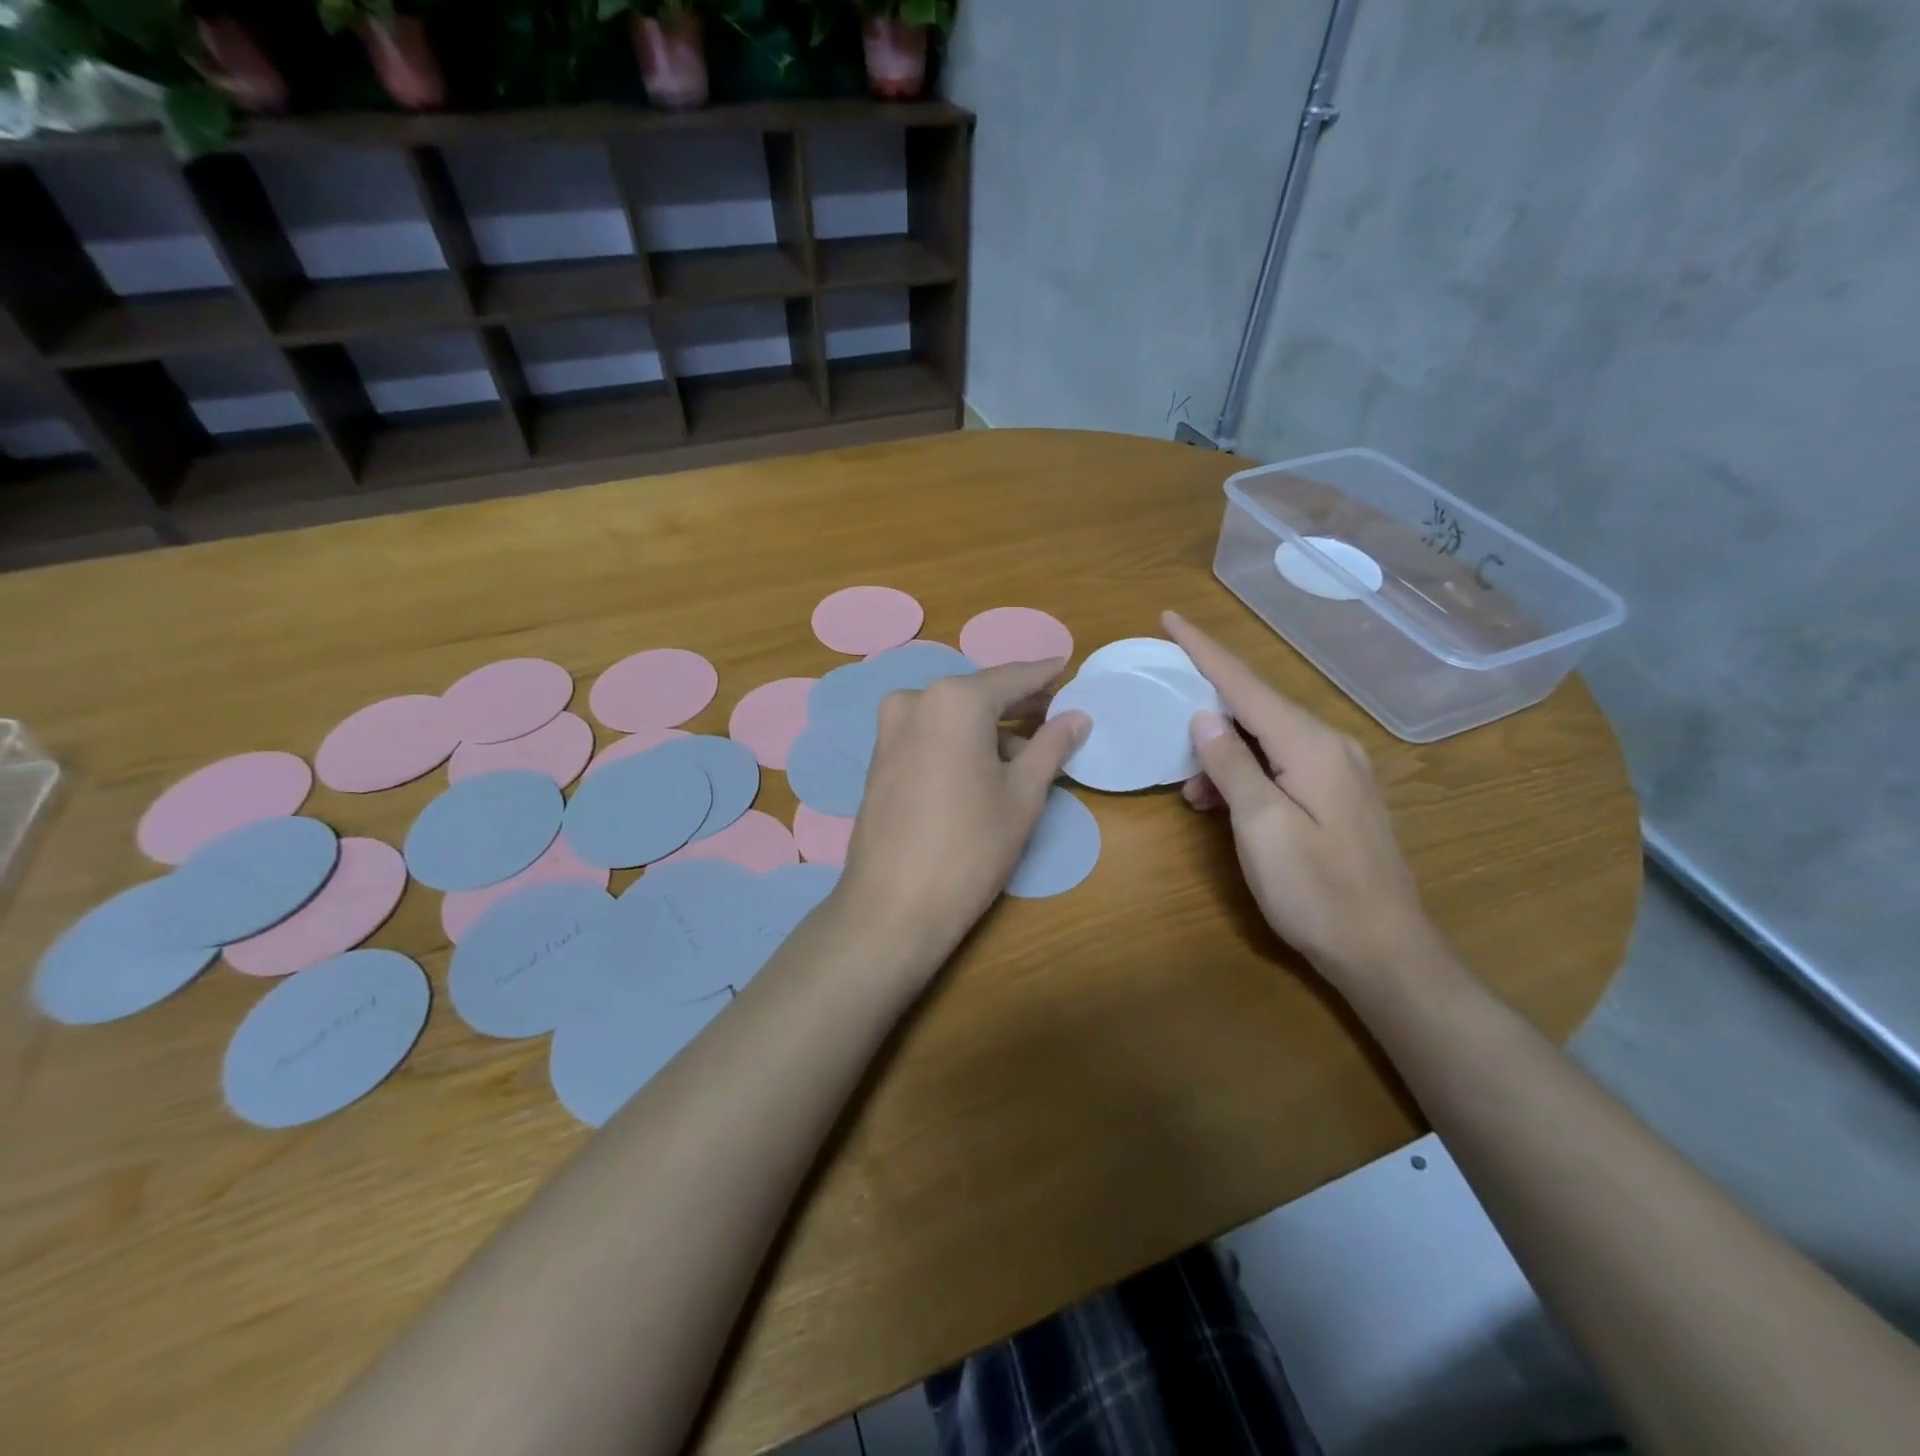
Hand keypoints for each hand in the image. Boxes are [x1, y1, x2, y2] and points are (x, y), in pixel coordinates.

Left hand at [836, 660, 1089, 974]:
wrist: (893, 905)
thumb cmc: (970, 846)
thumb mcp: (1023, 795)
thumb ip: (1051, 746)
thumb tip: (1078, 716)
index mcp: (954, 699)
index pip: (1011, 677)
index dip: (1044, 675)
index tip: (1067, 668)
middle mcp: (916, 700)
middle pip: (979, 694)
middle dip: (1018, 705)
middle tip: (1056, 714)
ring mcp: (890, 729)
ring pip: (953, 715)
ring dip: (990, 728)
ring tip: (1028, 754)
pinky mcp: (879, 757)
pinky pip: (930, 734)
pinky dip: (961, 741)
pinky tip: (986, 767)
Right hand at [1163, 611, 1450, 994]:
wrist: (1384, 951)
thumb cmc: (1315, 891)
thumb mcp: (1261, 827)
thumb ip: (1232, 765)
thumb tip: (1204, 716)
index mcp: (1311, 746)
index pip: (1247, 685)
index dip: (1205, 651)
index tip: (1170, 617)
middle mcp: (1331, 746)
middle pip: (1258, 706)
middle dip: (1209, 706)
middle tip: (1166, 709)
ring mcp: (1340, 771)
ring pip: (1267, 739)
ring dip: (1224, 753)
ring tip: (1191, 791)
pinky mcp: (1339, 796)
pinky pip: (1281, 763)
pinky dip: (1246, 773)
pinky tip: (1224, 802)